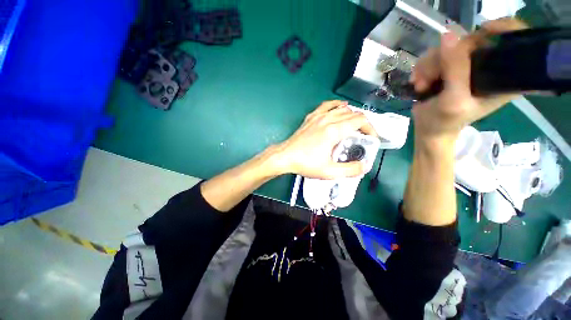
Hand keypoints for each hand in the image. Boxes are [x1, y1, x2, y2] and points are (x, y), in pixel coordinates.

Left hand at [271, 100, 375, 178]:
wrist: (285, 156)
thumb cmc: (305, 163)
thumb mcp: (329, 172)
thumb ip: (349, 170)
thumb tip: (364, 166)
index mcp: (333, 130)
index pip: (360, 121)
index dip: (370, 128)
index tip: (371, 138)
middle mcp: (327, 119)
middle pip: (352, 113)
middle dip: (363, 123)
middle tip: (363, 136)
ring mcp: (318, 116)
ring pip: (341, 108)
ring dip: (351, 115)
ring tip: (354, 126)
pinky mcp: (311, 117)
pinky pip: (327, 105)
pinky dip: (336, 105)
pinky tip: (340, 107)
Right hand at [410, 18, 527, 148]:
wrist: (429, 129)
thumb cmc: (445, 121)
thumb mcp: (453, 100)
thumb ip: (456, 69)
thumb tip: (448, 35)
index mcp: (504, 76)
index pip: (514, 40)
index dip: (503, 28)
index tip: (484, 29)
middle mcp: (488, 66)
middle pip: (472, 40)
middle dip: (446, 57)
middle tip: (429, 78)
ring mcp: (467, 65)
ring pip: (448, 47)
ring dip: (429, 66)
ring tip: (421, 85)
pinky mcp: (450, 67)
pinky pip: (436, 55)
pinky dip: (423, 68)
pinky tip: (418, 82)